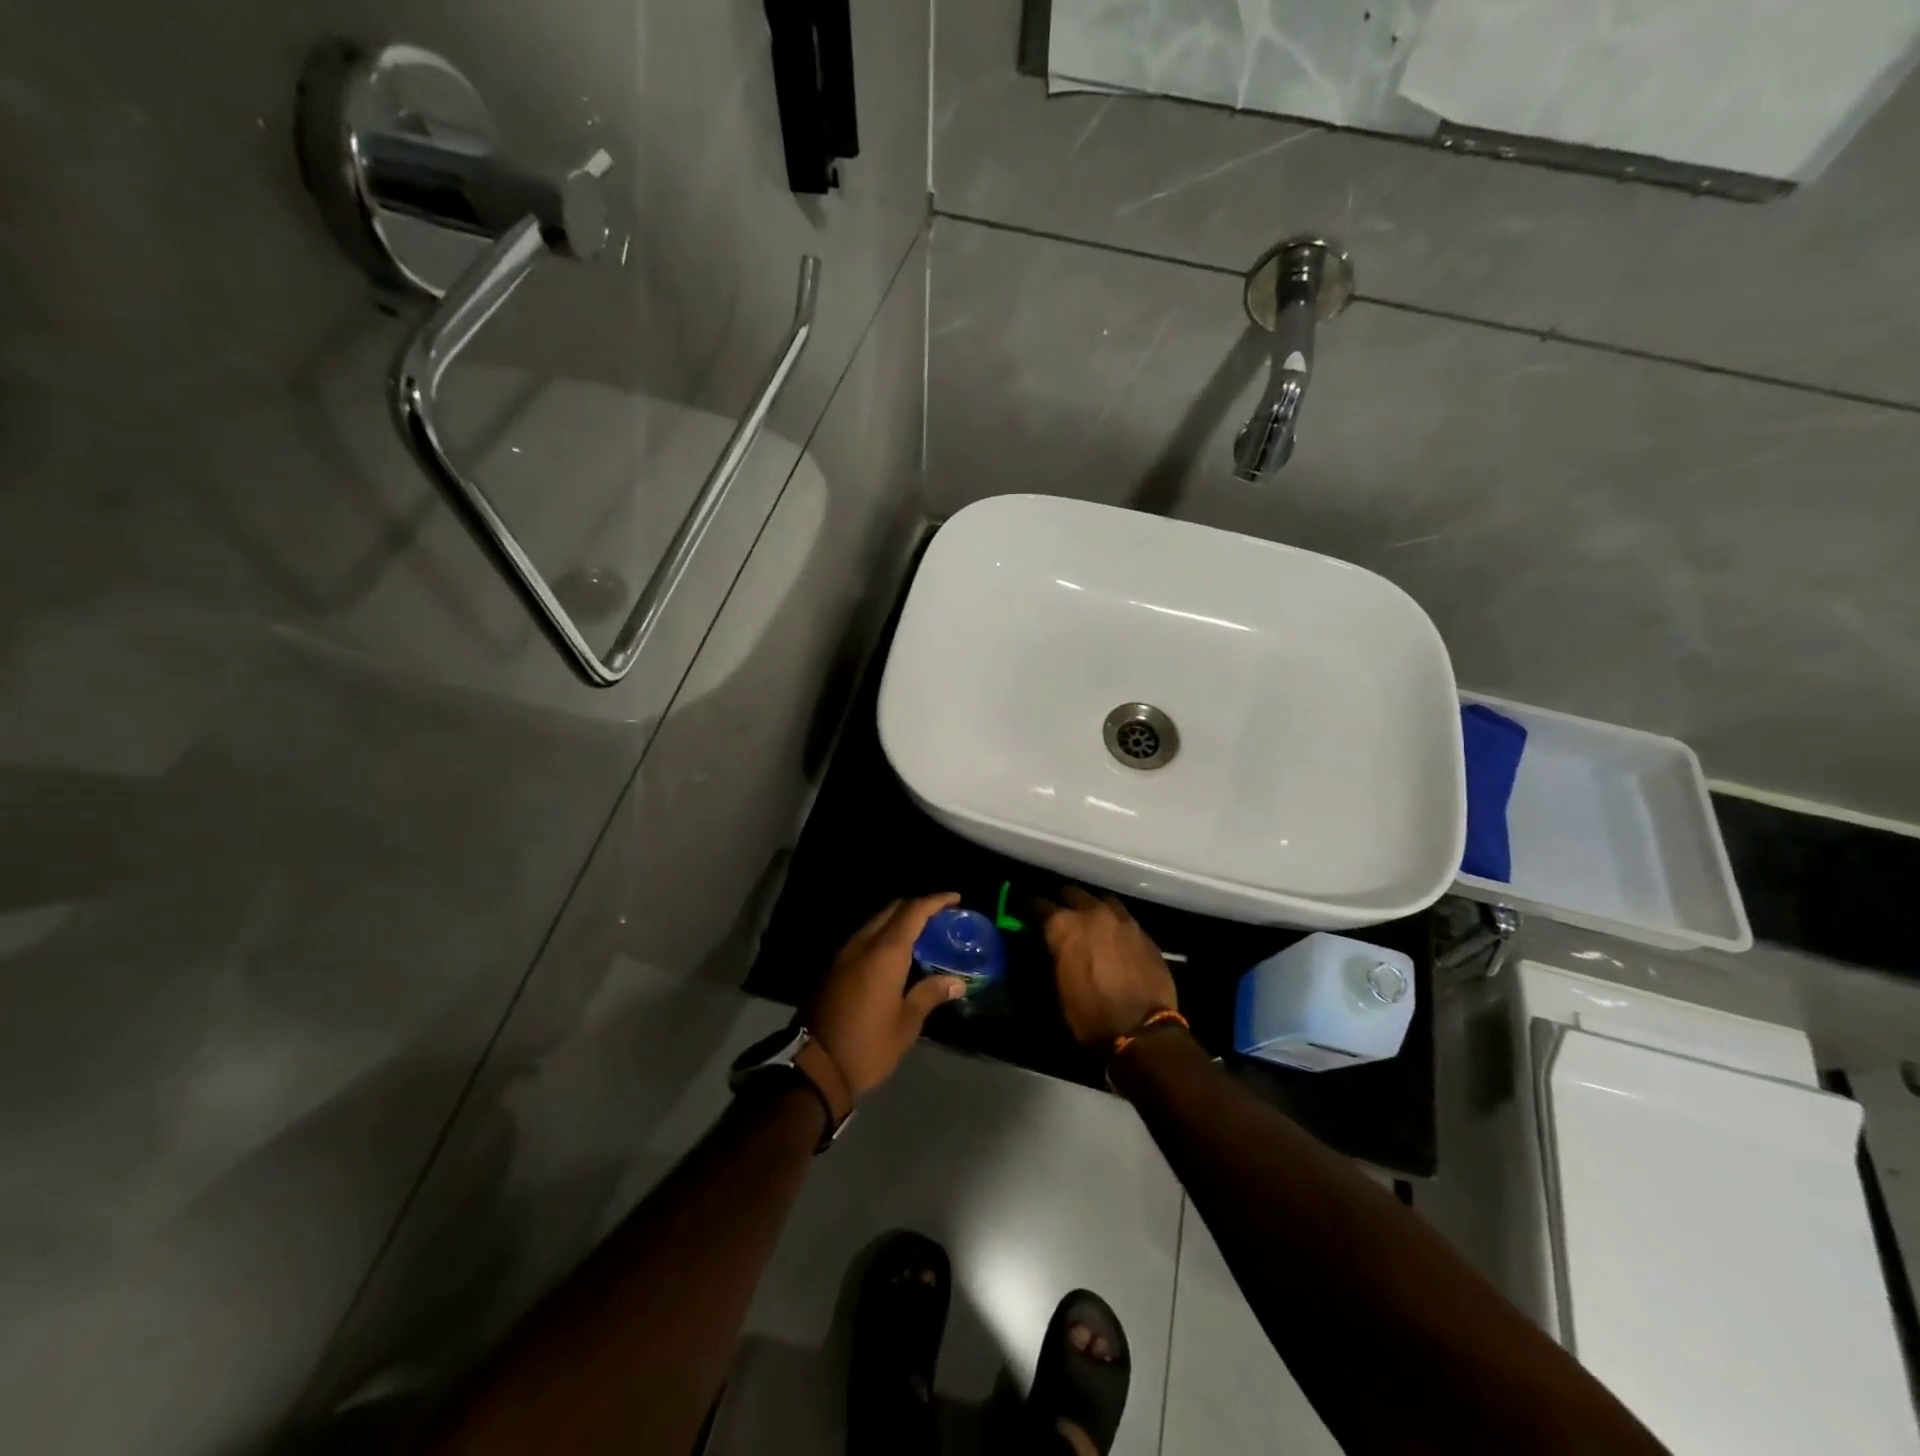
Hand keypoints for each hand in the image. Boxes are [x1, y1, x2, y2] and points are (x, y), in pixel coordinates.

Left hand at [806, 893, 966, 1106]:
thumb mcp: (906, 1023)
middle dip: (917, 907)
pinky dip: (883, 935)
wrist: (815, 1066)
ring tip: (921, 935)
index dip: (936, 901)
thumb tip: (956, 982)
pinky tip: (895, 954)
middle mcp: (863, 943)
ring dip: (898, 920)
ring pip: (875, 922)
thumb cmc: (868, 1044)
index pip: (913, 911)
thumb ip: (930, 994)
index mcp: (885, 952)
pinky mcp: (833, 967)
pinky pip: (864, 938)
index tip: (955, 899)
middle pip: (892, 909)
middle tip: (940, 917)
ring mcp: (844, 954)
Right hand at [1037, 885, 1178, 1050]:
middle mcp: (1092, 913)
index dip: (1030, 908)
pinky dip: (1114, 924)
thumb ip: (1053, 956)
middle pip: (1072, 893)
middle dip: (1063, 902)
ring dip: (1092, 908)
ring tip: (1089, 922)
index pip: (1039, 904)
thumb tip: (1050, 946)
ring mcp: (1122, 920)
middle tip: (1059, 914)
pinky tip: (1114, 938)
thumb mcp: (1058, 988)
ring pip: (1101, 901)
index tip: (1026, 913)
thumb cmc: (1090, 1015)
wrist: (1142, 1031)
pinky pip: (1124, 919)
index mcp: (1065, 926)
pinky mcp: (1144, 933)